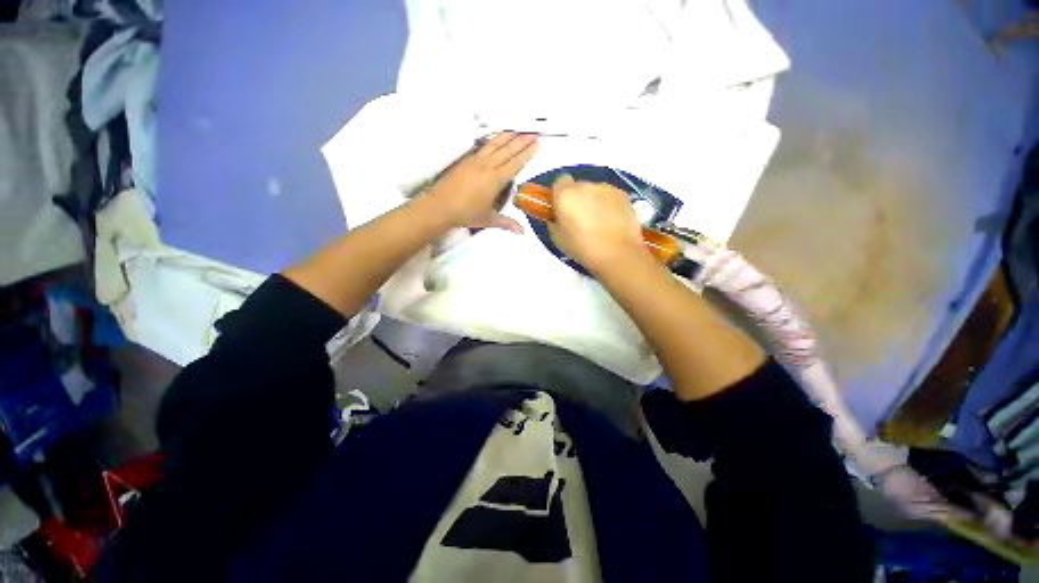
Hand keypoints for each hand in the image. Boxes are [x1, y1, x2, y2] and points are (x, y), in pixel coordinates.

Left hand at [428, 132, 537, 233]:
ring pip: (495, 144)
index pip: (515, 163)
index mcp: (496, 180)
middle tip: (533, 133)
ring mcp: (476, 160)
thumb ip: (507, 223)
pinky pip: (483, 146)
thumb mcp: (489, 220)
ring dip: (508, 136)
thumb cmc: (466, 214)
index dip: (527, 153)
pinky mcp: (466, 159)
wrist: (440, 206)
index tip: (537, 143)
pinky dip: (492, 139)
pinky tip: (495, 138)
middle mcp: (488, 166)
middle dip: (522, 141)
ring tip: (518, 130)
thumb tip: (523, 233)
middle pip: (508, 150)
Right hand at [547, 174, 647, 272]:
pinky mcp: (624, 195)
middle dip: (578, 199)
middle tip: (580, 220)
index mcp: (566, 194)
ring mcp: (607, 188)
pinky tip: (612, 224)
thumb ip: (554, 222)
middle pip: (578, 187)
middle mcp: (586, 185)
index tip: (561, 210)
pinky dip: (609, 206)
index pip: (559, 182)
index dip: (559, 195)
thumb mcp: (557, 238)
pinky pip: (610, 197)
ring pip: (595, 192)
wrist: (616, 253)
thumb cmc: (581, 247)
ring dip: (594, 202)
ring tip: (598, 224)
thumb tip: (558, 217)